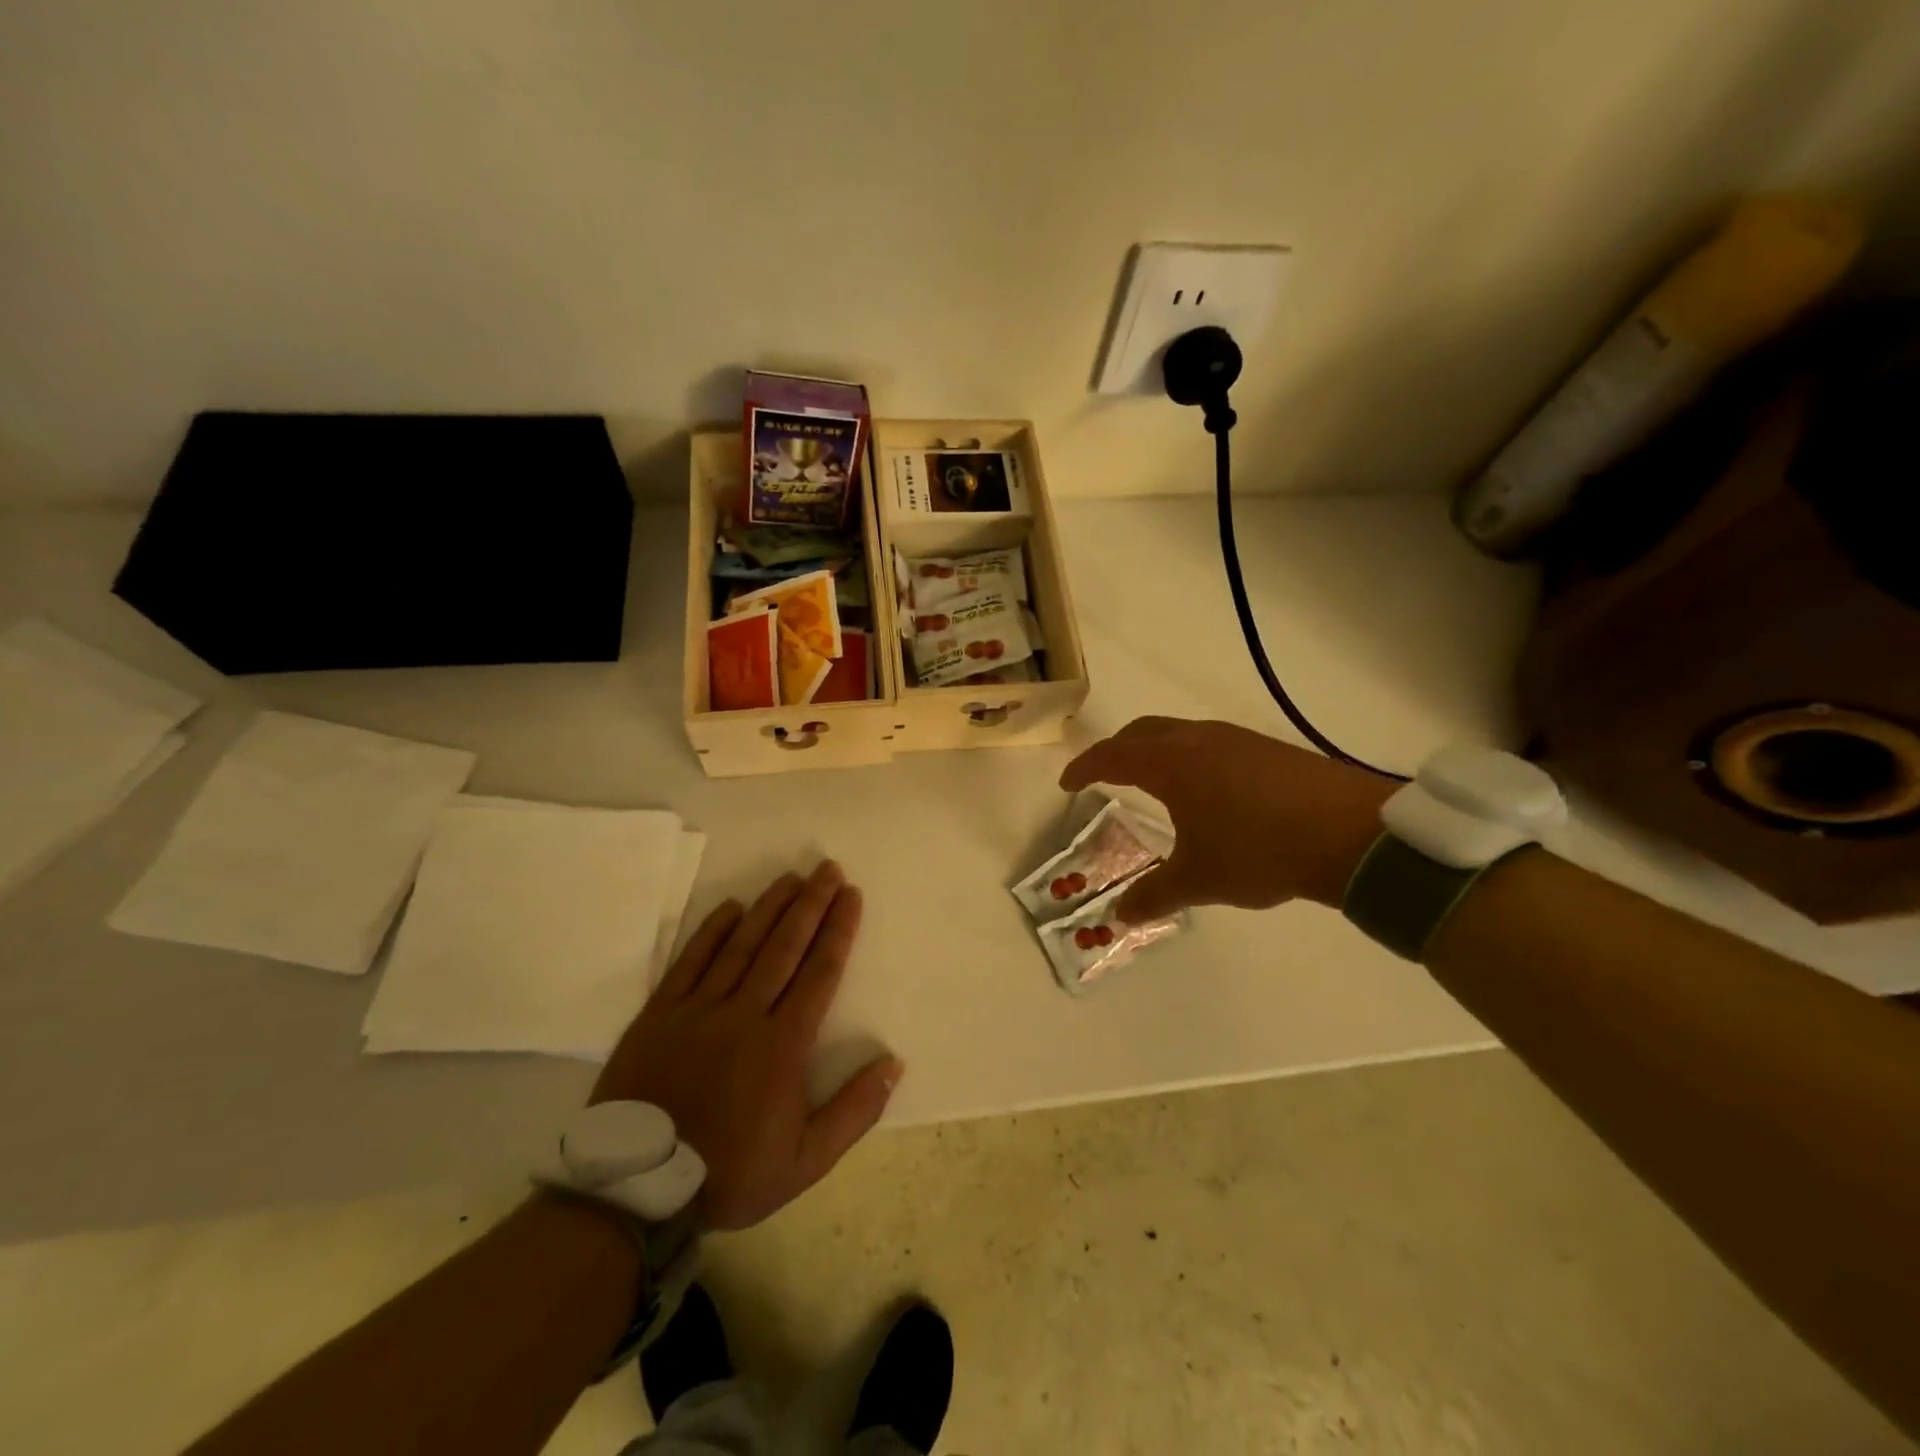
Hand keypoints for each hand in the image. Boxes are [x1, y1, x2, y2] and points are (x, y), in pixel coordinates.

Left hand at [592, 861, 901, 1231]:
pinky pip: (690, 961)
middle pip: (785, 947)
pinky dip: (712, 931)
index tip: (851, 895)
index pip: (819, 973)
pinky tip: (731, 906)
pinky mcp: (660, 1014)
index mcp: (783, 1045)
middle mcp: (745, 1014)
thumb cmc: (729, 1173)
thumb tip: (895, 1063)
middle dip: (811, 905)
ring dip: (769, 907)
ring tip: (791, 877)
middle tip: (828, 869)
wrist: (636, 1191)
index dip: (838, 930)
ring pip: (742, 946)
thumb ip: (854, 1111)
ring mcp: (698, 1009)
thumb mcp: (806, 1162)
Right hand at [1060, 717, 1394, 919]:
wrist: (1351, 832)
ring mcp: (1235, 740)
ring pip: (1178, 734)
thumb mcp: (1199, 878)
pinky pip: (1209, 743)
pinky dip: (1188, 758)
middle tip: (1103, 775)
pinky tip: (1205, 790)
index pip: (1112, 756)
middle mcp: (1197, 740)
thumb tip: (1120, 916)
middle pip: (1142, 732)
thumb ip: (1155, 895)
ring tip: (1152, 781)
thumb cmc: (1258, 850)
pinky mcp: (1266, 749)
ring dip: (1155, 751)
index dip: (1085, 768)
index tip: (1068, 783)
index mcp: (1170, 763)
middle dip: (1116, 751)